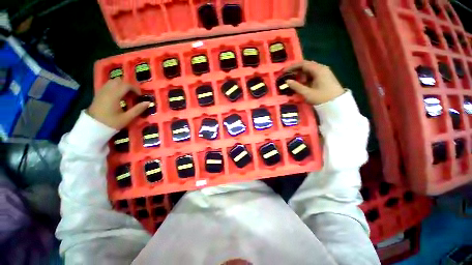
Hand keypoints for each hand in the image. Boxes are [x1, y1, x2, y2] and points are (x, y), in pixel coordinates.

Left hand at [87, 78, 149, 129]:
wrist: (92, 127)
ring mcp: (102, 91)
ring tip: (126, 95)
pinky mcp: (99, 94)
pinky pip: (108, 85)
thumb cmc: (111, 123)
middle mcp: (107, 90)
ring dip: (121, 86)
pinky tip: (118, 96)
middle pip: (119, 81)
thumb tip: (148, 102)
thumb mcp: (127, 118)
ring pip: (113, 81)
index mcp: (114, 95)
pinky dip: (115, 87)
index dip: (135, 89)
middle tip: (133, 95)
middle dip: (128, 86)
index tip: (140, 96)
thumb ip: (138, 109)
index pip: (126, 85)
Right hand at [284, 60, 344, 104]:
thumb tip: (287, 81)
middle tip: (287, 75)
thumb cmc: (322, 98)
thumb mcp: (307, 93)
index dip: (292, 67)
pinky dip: (306, 77)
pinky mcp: (325, 77)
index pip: (303, 64)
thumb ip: (296, 86)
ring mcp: (324, 72)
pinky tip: (302, 82)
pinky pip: (313, 74)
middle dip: (296, 69)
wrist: (337, 103)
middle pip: (306, 65)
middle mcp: (321, 68)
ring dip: (301, 74)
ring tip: (293, 80)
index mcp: (318, 70)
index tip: (284, 71)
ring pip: (310, 70)